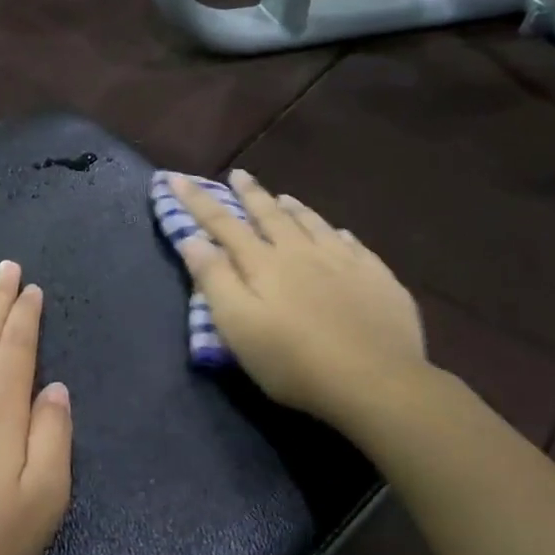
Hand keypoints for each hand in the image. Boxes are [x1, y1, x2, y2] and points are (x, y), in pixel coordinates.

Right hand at [167, 170, 427, 422]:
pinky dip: (337, 232)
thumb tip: (192, 240)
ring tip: (283, 196)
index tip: (176, 178)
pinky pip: (353, 244)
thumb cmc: (293, 360)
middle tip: (238, 174)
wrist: (375, 380)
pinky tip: (340, 233)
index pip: (222, 224)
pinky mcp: (377, 278)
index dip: (198, 200)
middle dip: (250, 194)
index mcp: (264, 264)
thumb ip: (214, 280)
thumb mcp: (238, 325)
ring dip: (293, 208)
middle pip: (271, 215)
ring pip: (313, 223)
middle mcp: (302, 252)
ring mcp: (344, 262)